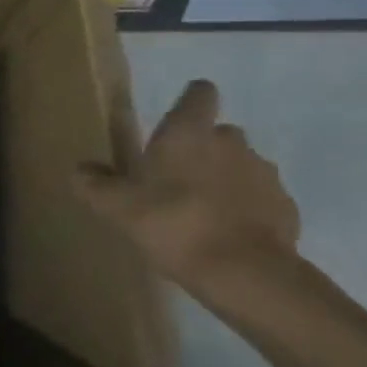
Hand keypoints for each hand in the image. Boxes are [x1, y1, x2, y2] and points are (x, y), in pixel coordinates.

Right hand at [71, 79, 300, 296]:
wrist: (244, 274)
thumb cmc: (172, 223)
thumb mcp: (115, 206)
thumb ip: (93, 183)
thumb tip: (80, 169)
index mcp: (189, 132)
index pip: (200, 92)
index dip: (189, 103)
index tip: (174, 123)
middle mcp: (231, 142)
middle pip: (218, 133)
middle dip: (202, 150)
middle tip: (176, 180)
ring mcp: (264, 174)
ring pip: (241, 166)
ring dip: (225, 179)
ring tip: (202, 212)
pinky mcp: (286, 207)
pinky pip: (260, 199)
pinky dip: (245, 209)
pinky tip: (227, 234)